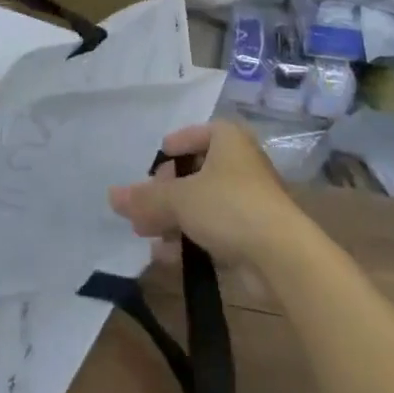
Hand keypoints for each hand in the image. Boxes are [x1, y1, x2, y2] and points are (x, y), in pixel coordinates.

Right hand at [107, 121, 298, 265]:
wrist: (282, 255)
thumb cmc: (230, 206)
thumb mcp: (180, 198)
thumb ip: (146, 198)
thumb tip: (112, 196)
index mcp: (227, 139)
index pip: (193, 134)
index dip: (170, 151)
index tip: (150, 170)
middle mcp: (239, 163)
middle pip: (193, 173)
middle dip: (165, 194)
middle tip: (141, 210)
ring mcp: (247, 199)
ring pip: (201, 204)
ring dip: (172, 220)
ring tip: (145, 236)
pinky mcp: (251, 233)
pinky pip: (213, 229)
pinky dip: (190, 239)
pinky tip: (166, 257)